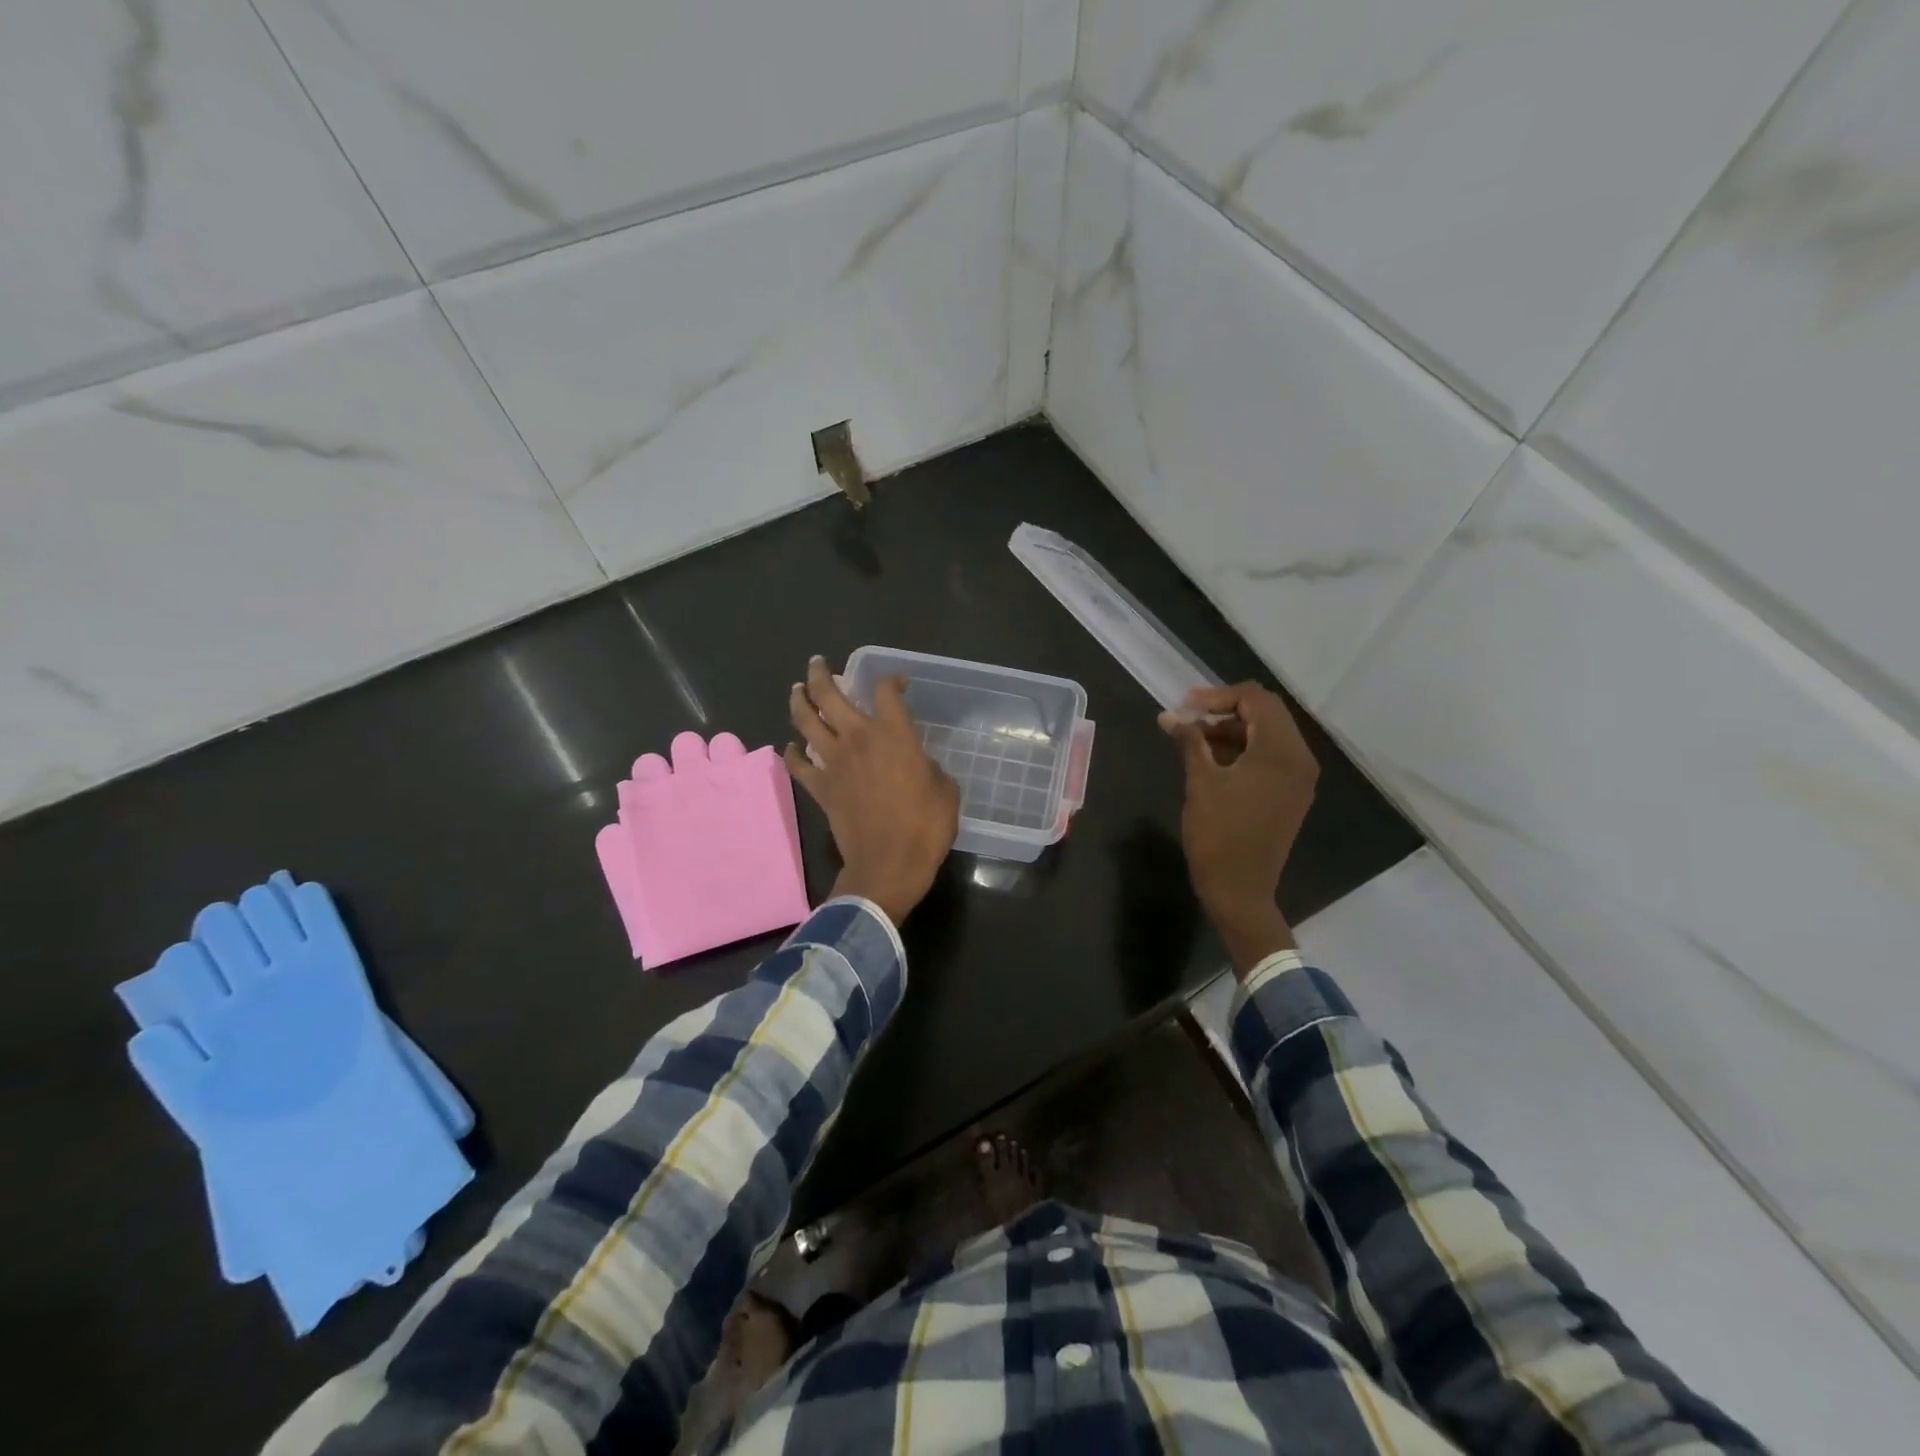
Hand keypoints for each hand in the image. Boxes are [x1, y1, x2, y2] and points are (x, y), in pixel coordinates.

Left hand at [785, 656, 959, 925]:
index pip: (886, 691)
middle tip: (817, 664)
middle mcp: (858, 739)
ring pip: (805, 722)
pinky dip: (793, 753)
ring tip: (798, 690)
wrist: (889, 865)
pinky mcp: (821, 788)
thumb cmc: (925, 827)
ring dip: (799, 702)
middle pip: (829, 696)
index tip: (898, 684)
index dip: (891, 680)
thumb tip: (916, 762)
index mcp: (893, 735)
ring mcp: (834, 763)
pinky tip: (792, 747)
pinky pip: (799, 765)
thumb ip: (928, 766)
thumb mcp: (944, 789)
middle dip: (820, 675)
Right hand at [1161, 682, 1318, 976]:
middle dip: (1224, 710)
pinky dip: (1242, 750)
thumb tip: (1169, 715)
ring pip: (1267, 735)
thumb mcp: (1200, 783)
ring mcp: (1298, 778)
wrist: (1240, 890)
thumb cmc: (1218, 835)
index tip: (1184, 706)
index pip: (1256, 700)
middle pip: (1266, 714)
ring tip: (1192, 739)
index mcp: (1280, 752)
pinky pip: (1270, 757)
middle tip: (1187, 718)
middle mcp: (1299, 759)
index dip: (1218, 696)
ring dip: (1231, 730)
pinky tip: (1211, 758)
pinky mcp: (1290, 794)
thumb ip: (1189, 741)